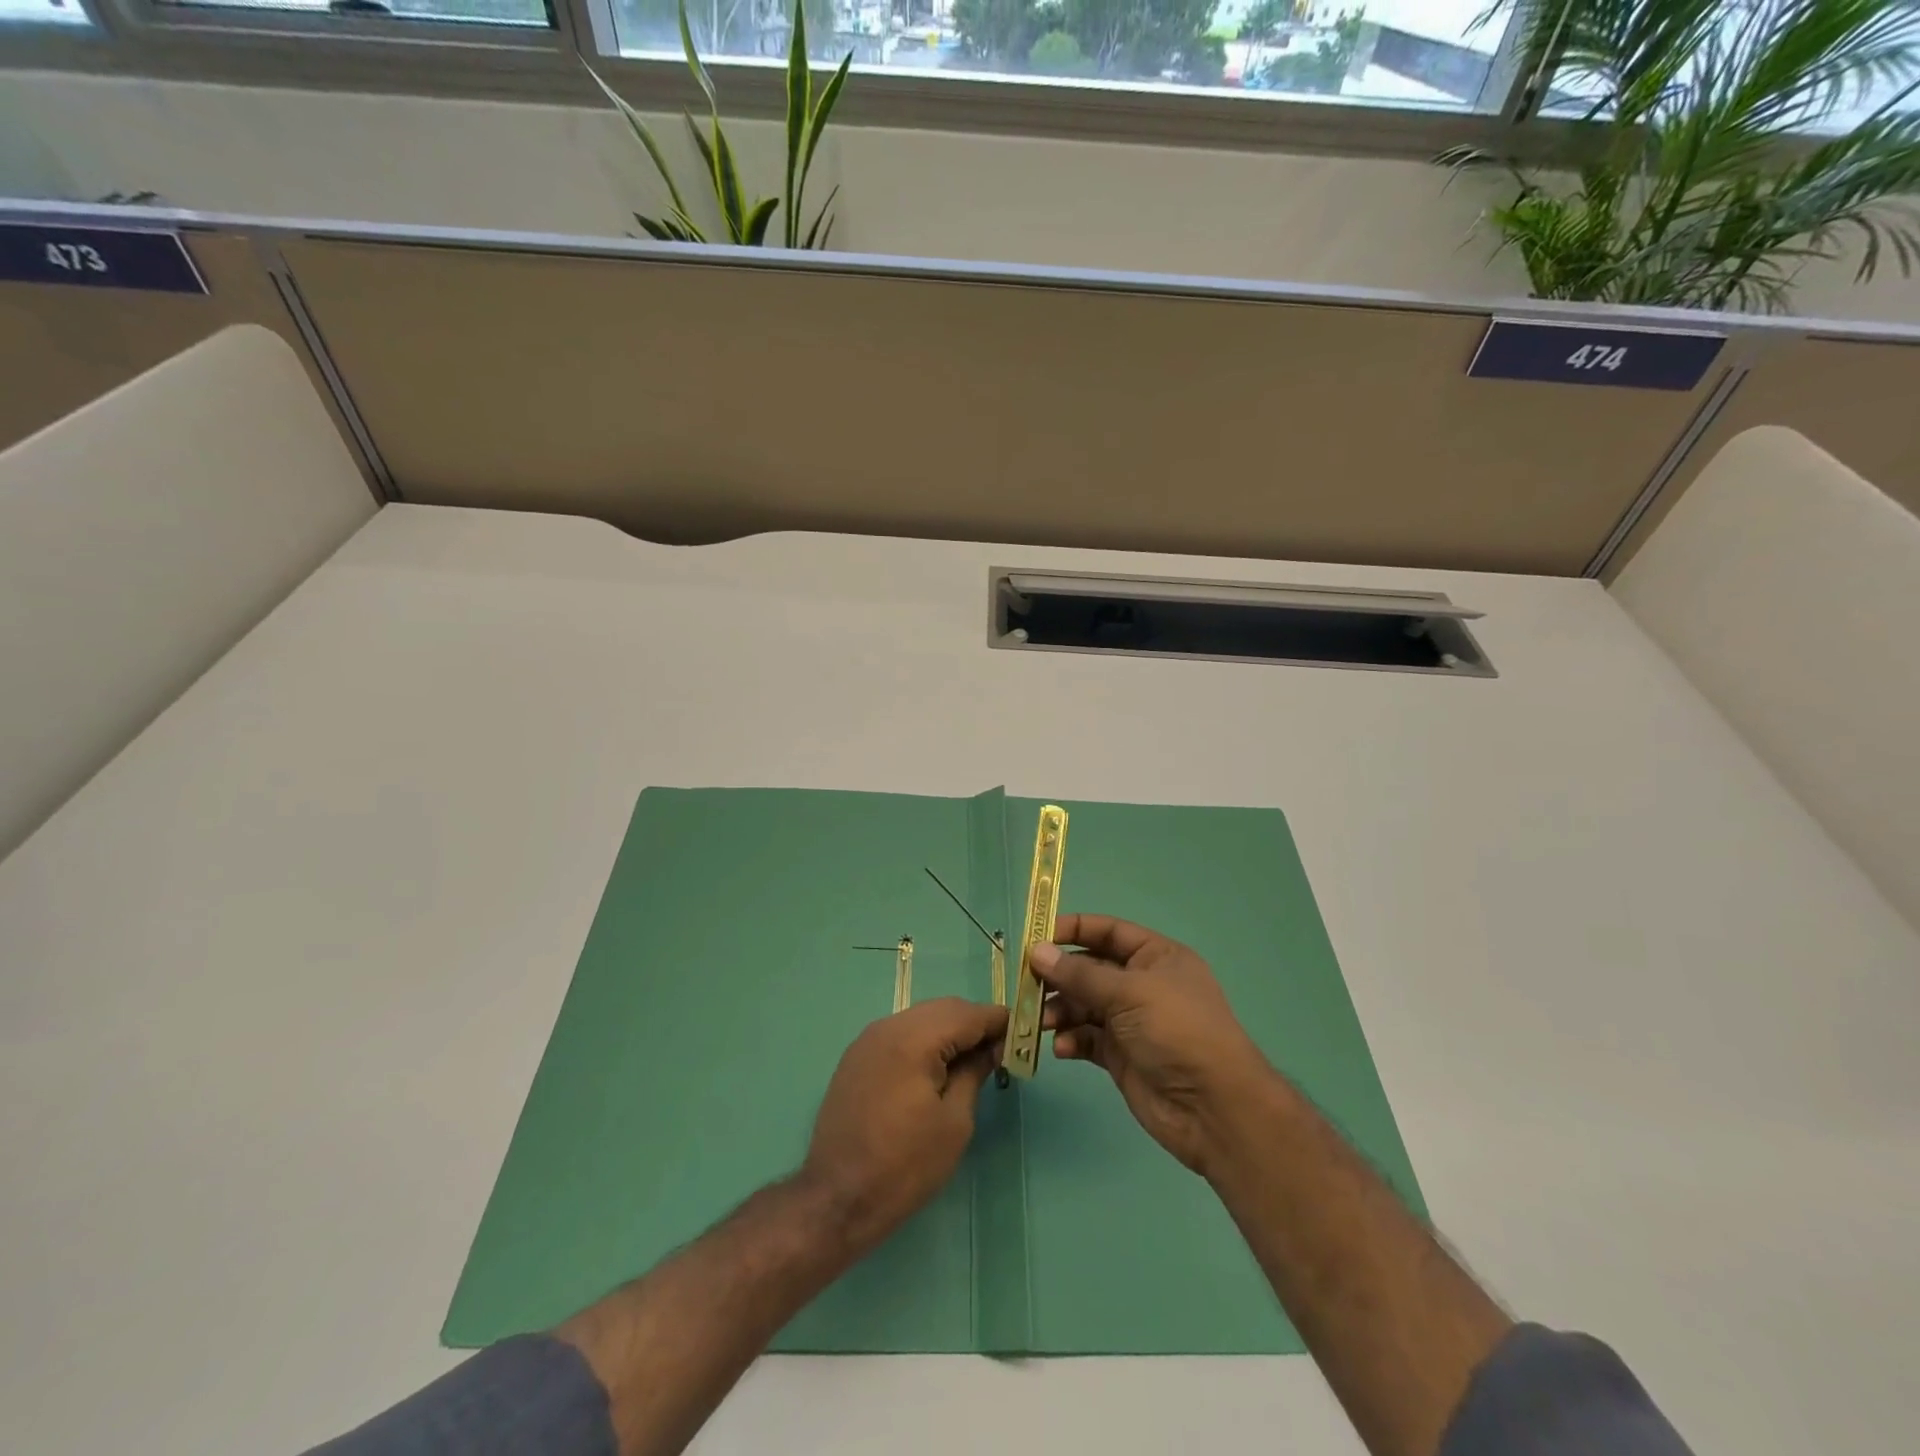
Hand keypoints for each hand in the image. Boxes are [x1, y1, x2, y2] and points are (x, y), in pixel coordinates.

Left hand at [802, 997, 1007, 1249]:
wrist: (837, 1198)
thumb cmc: (905, 1166)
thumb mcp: (954, 1122)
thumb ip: (974, 1073)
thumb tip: (992, 1048)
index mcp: (914, 1039)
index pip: (967, 1014)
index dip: (998, 1021)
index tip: (1022, 1035)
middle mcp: (888, 1026)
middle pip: (943, 1009)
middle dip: (974, 1023)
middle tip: (1000, 1051)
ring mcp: (868, 1039)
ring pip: (920, 1017)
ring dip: (949, 1030)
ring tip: (971, 1061)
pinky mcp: (857, 1056)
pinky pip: (900, 1033)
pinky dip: (924, 1040)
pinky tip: (936, 1067)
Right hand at [1034, 914, 1272, 1181]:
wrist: (1214, 1109)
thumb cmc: (1177, 1032)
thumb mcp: (1129, 993)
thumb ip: (1080, 974)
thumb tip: (1037, 952)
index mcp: (1156, 957)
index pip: (1108, 932)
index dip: (1073, 930)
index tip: (1036, 937)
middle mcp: (1142, 985)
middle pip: (1090, 969)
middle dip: (1059, 976)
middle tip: (1027, 985)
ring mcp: (1131, 1022)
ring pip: (1083, 1005)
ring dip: (1060, 1010)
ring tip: (1040, 1021)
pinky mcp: (1121, 1056)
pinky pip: (1087, 1038)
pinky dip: (1071, 1039)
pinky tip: (1062, 1048)